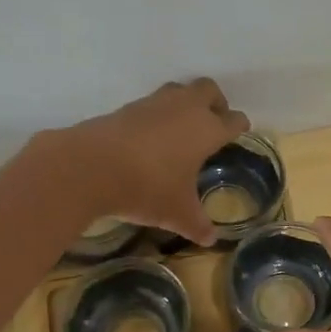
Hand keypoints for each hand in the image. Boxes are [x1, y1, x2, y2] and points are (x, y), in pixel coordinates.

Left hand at [60, 79, 248, 245]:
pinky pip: (151, 104)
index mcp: (207, 130)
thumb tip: (210, 240)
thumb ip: (197, 225)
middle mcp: (185, 109)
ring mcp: (154, 104)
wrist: (90, 167)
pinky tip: (151, 138)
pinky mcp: (126, 108)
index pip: (233, 120)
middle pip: (209, 90)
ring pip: (179, 90)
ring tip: (181, 129)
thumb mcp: (177, 213)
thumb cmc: (147, 188)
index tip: (240, 131)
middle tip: (213, 123)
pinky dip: (157, 115)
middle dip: (216, 103)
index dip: (239, 126)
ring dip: (185, 103)